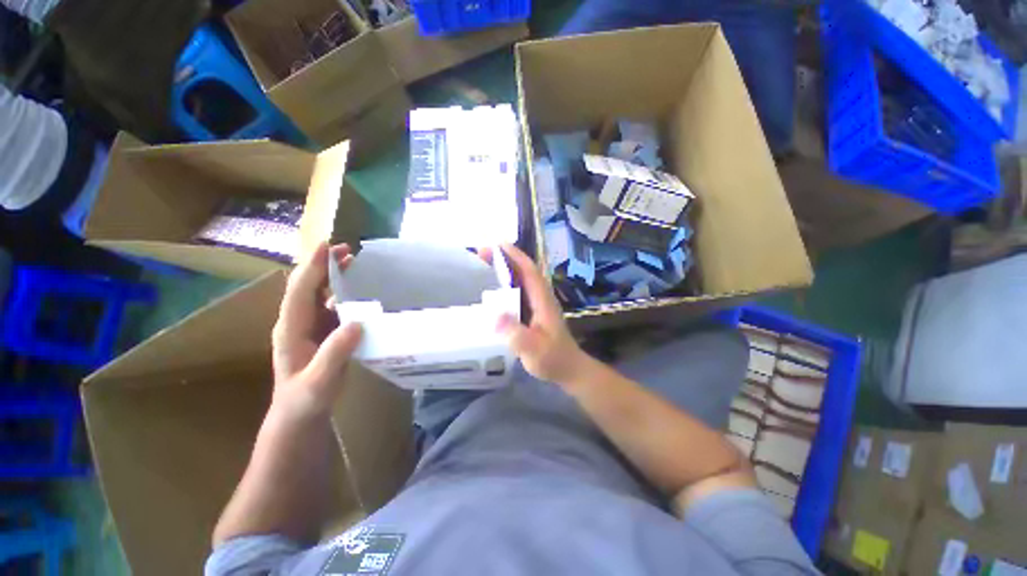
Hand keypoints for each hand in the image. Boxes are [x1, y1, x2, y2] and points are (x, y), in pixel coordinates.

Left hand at [271, 242, 362, 418]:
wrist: (300, 414)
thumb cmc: (306, 399)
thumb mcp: (319, 381)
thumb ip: (335, 353)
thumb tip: (356, 322)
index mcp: (291, 330)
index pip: (300, 291)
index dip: (313, 267)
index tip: (328, 245)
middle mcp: (297, 322)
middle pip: (308, 286)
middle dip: (324, 265)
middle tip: (348, 250)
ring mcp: (309, 327)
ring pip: (319, 293)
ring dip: (334, 276)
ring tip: (354, 263)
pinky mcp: (322, 333)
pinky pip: (331, 306)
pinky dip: (343, 293)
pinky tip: (358, 292)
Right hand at [495, 243, 589, 385]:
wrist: (569, 369)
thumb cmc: (553, 359)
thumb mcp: (533, 350)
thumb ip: (516, 335)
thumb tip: (494, 316)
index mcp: (543, 301)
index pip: (529, 271)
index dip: (514, 256)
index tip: (496, 245)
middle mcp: (541, 297)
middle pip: (524, 271)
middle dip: (506, 257)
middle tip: (483, 251)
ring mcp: (538, 304)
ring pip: (522, 279)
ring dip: (506, 267)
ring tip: (487, 261)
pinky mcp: (534, 311)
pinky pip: (520, 290)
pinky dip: (508, 282)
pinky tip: (497, 286)